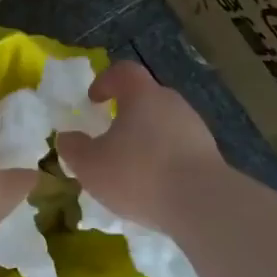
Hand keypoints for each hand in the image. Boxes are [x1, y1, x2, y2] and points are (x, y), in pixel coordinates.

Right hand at [54, 61, 221, 233]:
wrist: (202, 204)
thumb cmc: (139, 174)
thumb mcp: (90, 165)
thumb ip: (73, 149)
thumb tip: (67, 138)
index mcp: (142, 95)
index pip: (123, 71)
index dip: (105, 81)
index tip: (94, 100)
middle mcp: (172, 103)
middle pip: (146, 98)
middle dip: (127, 114)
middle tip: (110, 138)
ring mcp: (195, 128)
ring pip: (164, 124)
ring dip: (147, 139)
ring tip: (132, 168)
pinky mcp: (210, 155)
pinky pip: (180, 149)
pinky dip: (165, 160)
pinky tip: (156, 187)